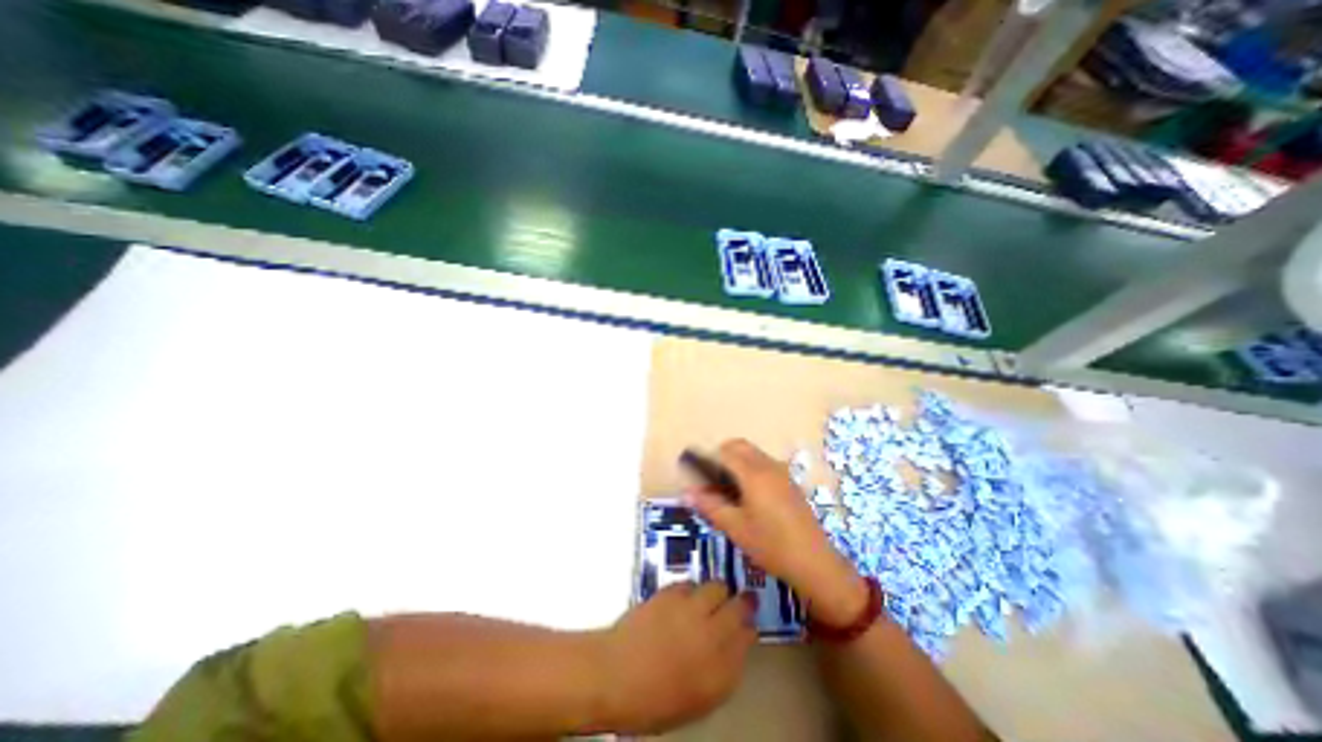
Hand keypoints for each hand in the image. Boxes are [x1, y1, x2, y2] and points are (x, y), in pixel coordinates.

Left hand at [587, 582, 754, 732]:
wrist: (617, 675)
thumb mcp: (698, 699)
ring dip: (718, 591)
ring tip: (712, 598)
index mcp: (721, 669)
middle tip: (742, 600)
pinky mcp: (672, 592)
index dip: (749, 628)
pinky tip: (686, 599)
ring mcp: (691, 609)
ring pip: (717, 586)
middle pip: (739, 605)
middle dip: (743, 601)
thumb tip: (735, 648)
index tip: (747, 626)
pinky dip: (692, 589)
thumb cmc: (655, 699)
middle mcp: (712, 634)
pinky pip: (691, 582)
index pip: (748, 637)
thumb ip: (723, 671)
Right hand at [686, 437, 874, 629]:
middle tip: (711, 480)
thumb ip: (709, 505)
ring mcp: (782, 472)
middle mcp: (768, 465)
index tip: (696, 474)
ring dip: (737, 461)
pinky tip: (749, 496)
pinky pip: (765, 464)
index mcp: (753, 473)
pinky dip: (751, 468)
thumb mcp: (735, 527)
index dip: (707, 458)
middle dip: (722, 455)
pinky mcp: (790, 482)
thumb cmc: (770, 544)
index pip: (725, 451)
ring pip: (754, 454)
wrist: (814, 562)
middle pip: (740, 446)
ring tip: (728, 489)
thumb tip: (685, 492)